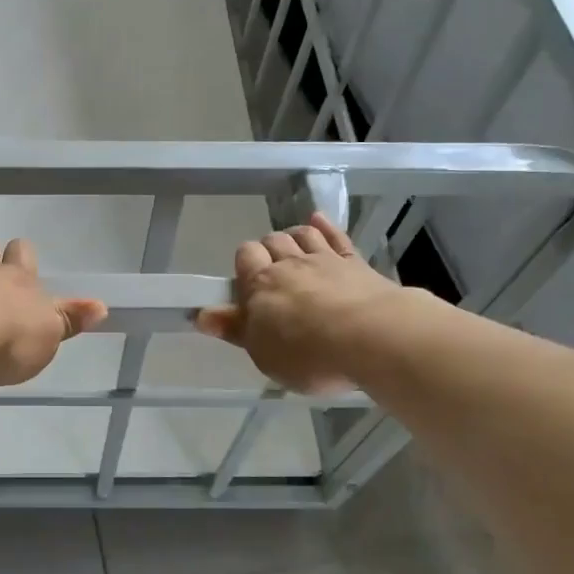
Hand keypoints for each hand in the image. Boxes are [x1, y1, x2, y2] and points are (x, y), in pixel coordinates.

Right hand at [195, 213, 399, 393]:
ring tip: (292, 249)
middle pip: (272, 242)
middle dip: (268, 251)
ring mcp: (326, 260)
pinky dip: (325, 226)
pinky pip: (337, 237)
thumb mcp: (262, 352)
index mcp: (261, 285)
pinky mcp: (357, 264)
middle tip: (271, 272)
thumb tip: (201, 315)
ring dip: (293, 237)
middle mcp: (290, 264)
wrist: (373, 339)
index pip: (245, 256)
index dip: (244, 264)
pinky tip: (317, 219)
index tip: (246, 283)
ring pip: (302, 234)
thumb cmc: (308, 354)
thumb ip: (234, 329)